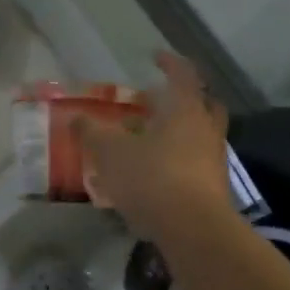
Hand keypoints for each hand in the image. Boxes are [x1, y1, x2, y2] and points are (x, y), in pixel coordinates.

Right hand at [77, 53, 232, 227]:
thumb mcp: (111, 153)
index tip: (154, 57)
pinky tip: (150, 173)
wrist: (195, 232)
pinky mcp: (214, 189)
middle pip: (200, 104)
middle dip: (176, 100)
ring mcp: (214, 160)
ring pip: (197, 135)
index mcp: (186, 110)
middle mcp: (206, 129)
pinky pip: (194, 162)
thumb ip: (92, 132)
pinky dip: (175, 160)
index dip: (169, 63)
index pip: (182, 74)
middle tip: (152, 102)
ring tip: (143, 140)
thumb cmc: (152, 179)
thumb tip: (76, 117)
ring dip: (174, 132)